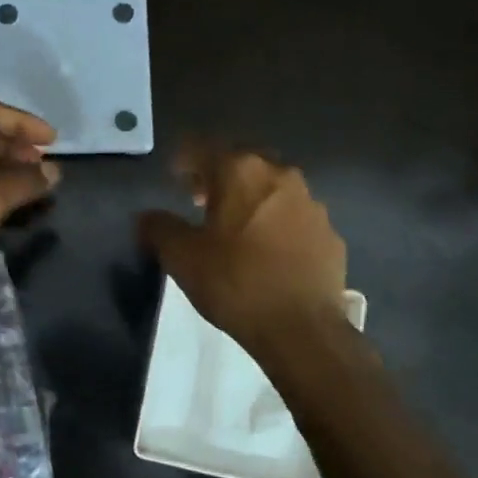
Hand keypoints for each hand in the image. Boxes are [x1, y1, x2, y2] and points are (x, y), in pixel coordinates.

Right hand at [137, 142, 346, 350]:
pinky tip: (269, 251)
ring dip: (252, 198)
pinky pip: (296, 218)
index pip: (204, 149)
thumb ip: (159, 228)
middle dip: (221, 175)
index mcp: (241, 172)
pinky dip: (278, 224)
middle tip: (202, 198)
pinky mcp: (330, 235)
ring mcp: (312, 204)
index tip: (174, 174)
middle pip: (243, 162)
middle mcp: (281, 176)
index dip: (185, 158)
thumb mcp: (182, 257)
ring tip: (236, 227)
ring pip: (274, 188)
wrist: (302, 329)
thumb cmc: (235, 282)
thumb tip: (147, 217)